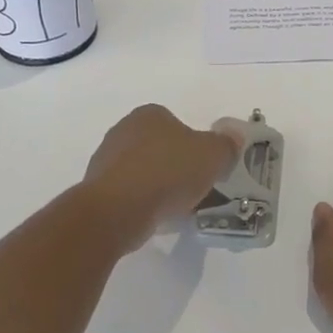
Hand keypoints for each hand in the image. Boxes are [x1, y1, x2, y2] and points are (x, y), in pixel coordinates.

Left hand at [82, 104, 244, 247]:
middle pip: (160, 147)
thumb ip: (226, 144)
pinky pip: (130, 193)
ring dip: (159, 186)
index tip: (206, 167)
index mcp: (150, 114)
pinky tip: (156, 217)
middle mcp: (124, 130)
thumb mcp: (212, 155)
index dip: (195, 145)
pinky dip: (143, 202)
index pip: (177, 123)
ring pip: (144, 171)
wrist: (118, 210)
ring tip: (178, 208)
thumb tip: (234, 136)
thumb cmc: (167, 172)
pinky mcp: (97, 190)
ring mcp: (106, 160)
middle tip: (195, 187)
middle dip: (177, 166)